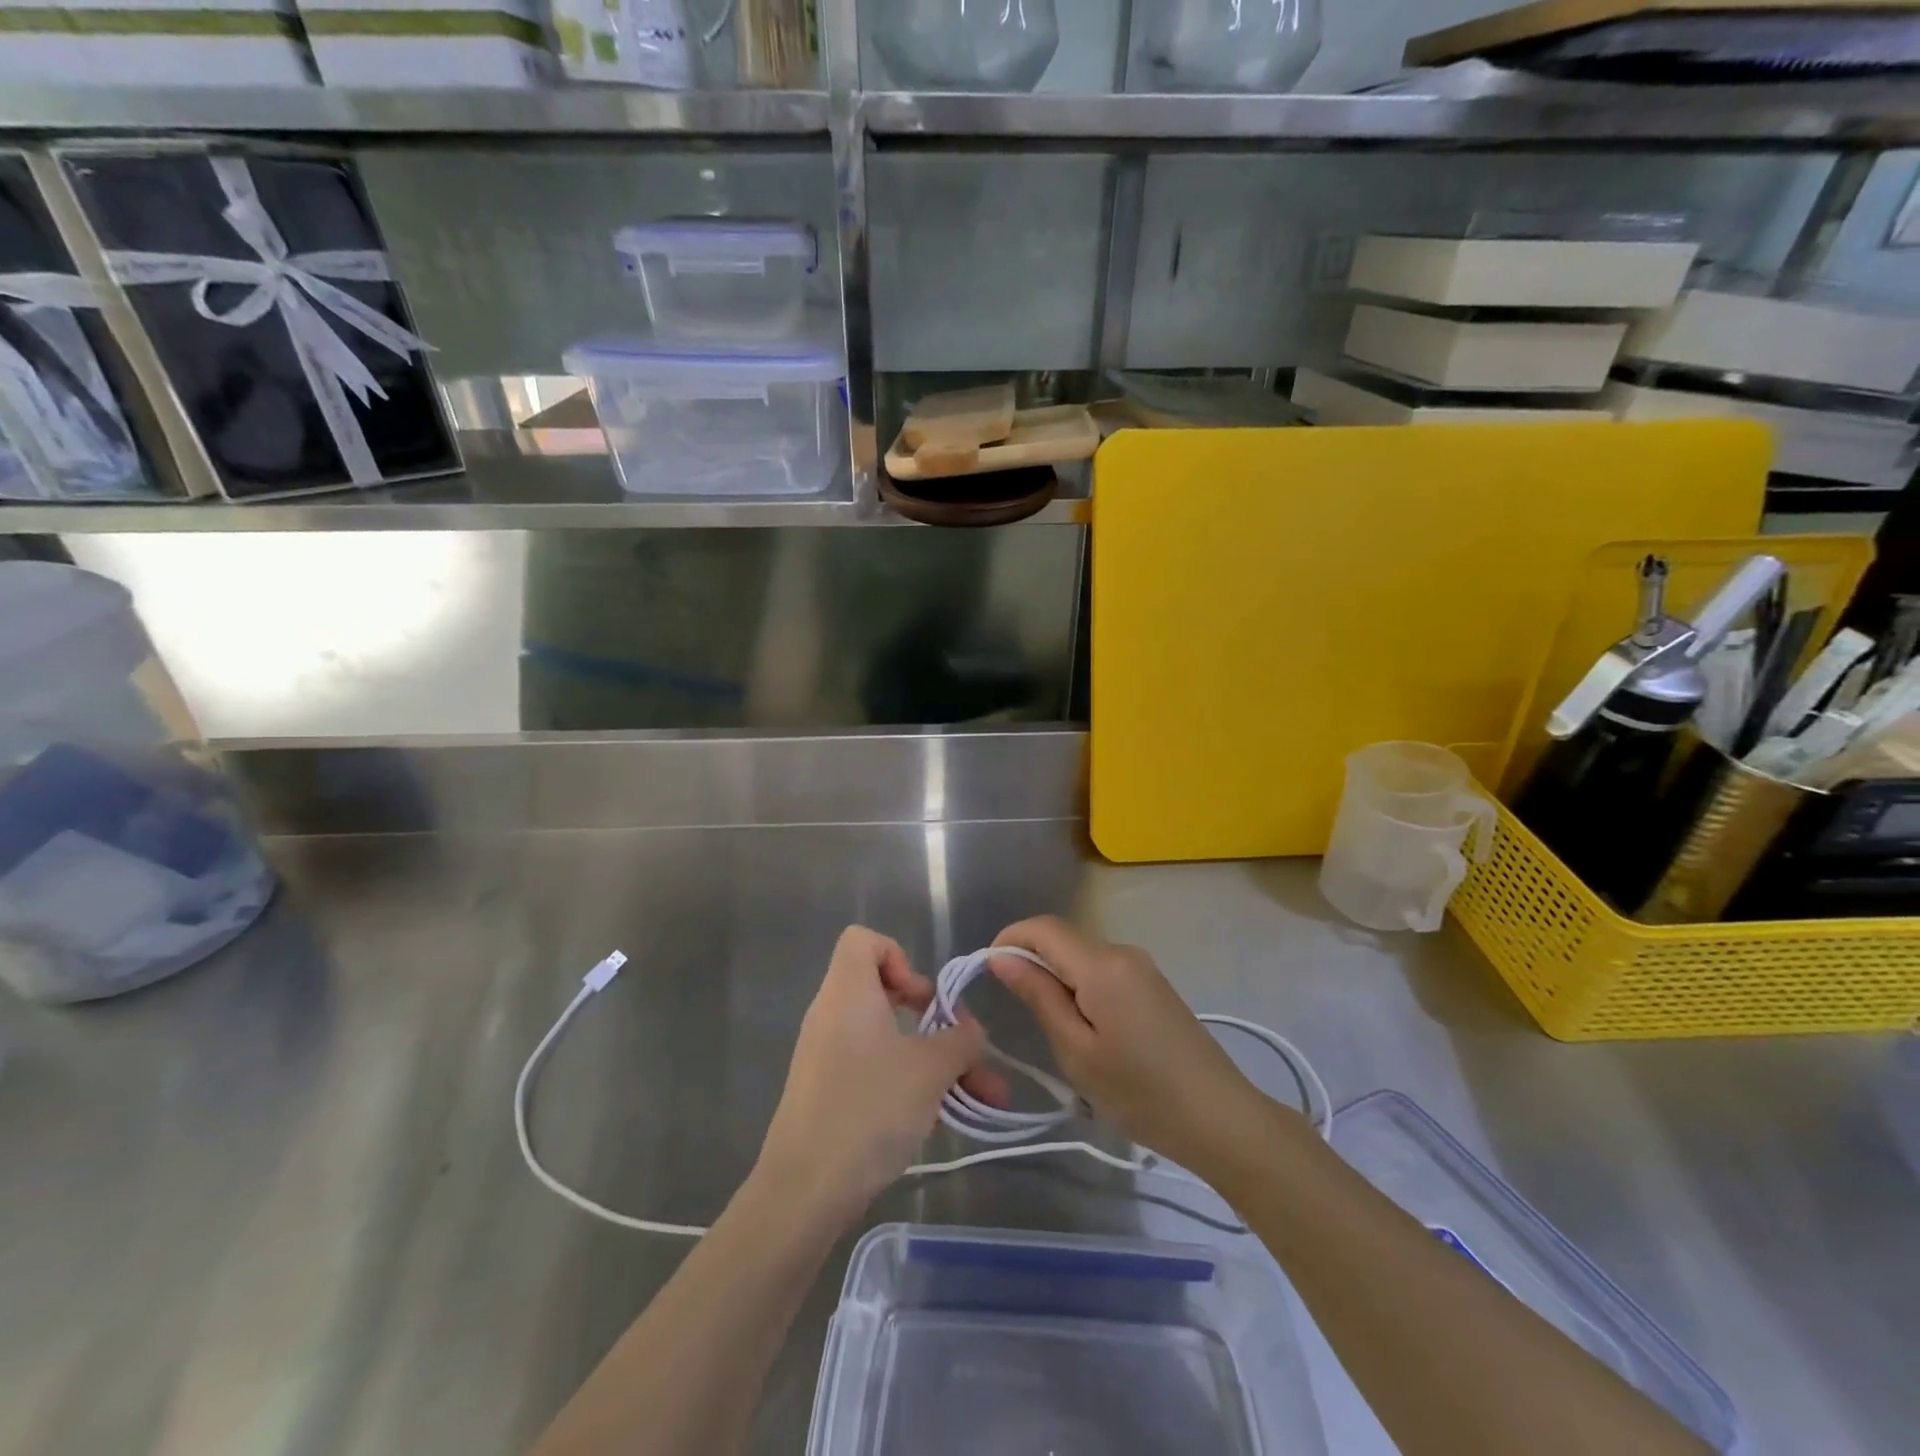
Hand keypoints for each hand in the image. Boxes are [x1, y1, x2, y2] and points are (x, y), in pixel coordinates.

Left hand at [757, 926, 1005, 1223]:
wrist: (804, 1190)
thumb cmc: (869, 1108)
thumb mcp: (930, 1069)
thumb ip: (960, 1040)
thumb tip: (970, 1031)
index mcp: (848, 992)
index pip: (863, 940)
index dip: (899, 956)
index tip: (922, 998)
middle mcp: (833, 1016)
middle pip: (886, 993)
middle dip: (935, 1020)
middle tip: (963, 1046)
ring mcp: (829, 1057)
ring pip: (891, 1041)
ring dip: (937, 1062)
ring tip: (984, 1097)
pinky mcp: (830, 1094)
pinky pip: (877, 1072)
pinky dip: (911, 1085)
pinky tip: (946, 1119)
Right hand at [989, 916, 1271, 1172]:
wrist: (1220, 1119)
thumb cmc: (1140, 1092)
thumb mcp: (1076, 1051)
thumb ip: (1038, 996)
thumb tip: (1001, 957)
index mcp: (1102, 964)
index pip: (1042, 928)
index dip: (1009, 939)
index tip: (987, 971)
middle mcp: (1122, 952)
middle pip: (1063, 940)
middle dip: (1031, 962)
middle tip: (1016, 1013)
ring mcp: (1142, 967)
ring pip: (1083, 957)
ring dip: (1057, 978)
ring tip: (1053, 1031)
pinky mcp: (1154, 985)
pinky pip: (1104, 971)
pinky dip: (1081, 988)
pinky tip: (1086, 1031)